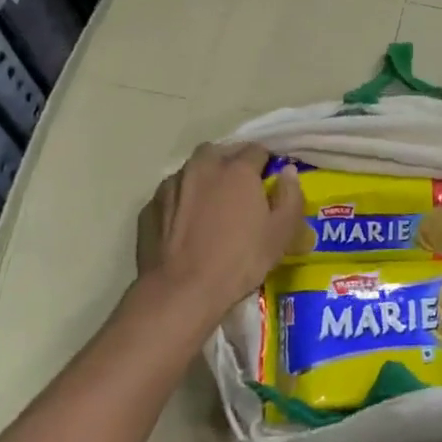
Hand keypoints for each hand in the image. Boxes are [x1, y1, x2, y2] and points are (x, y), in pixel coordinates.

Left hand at [137, 143, 303, 320]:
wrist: (181, 291)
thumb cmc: (239, 260)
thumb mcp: (281, 233)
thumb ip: (291, 196)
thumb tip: (288, 173)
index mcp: (237, 169)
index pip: (257, 150)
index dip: (266, 164)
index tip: (268, 183)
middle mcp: (202, 166)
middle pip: (221, 152)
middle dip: (232, 164)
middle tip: (240, 191)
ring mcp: (172, 184)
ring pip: (193, 170)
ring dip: (205, 179)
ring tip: (211, 207)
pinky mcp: (150, 205)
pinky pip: (172, 193)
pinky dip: (182, 200)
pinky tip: (186, 225)